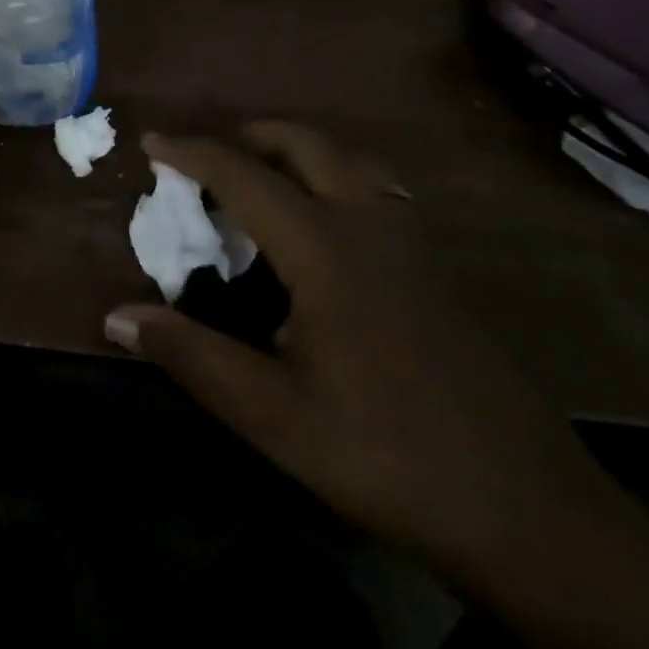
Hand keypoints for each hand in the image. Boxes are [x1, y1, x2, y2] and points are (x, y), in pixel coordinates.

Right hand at [105, 123, 611, 578]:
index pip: (243, 176)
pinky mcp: (437, 269)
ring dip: (296, 150)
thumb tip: (116, 318)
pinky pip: (376, 188)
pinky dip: (334, 176)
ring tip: (260, 178)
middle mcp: (369, 224)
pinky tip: (325, 225)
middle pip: (304, 144)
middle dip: (249, 135)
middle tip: (207, 157)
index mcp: (324, 248)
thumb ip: (193, 358)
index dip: (192, 153)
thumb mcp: (276, 416)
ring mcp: (411, 243)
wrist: (532, 513)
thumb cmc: (389, 454)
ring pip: (349, 159)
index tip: (151, 142)